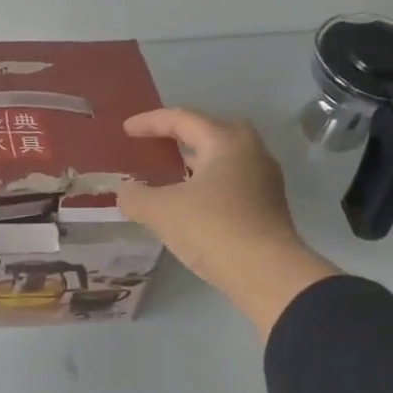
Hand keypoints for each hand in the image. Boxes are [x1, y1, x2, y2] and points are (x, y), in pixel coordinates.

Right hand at [116, 107, 339, 338]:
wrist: (266, 272)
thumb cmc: (212, 228)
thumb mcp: (161, 211)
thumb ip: (136, 197)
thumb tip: (124, 192)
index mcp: (225, 141)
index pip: (182, 119)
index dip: (150, 122)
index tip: (126, 130)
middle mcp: (250, 151)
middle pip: (211, 131)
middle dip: (181, 135)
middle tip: (157, 145)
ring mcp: (264, 179)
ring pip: (223, 159)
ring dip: (196, 162)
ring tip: (170, 175)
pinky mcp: (267, 206)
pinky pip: (231, 182)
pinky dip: (207, 184)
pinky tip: (191, 203)